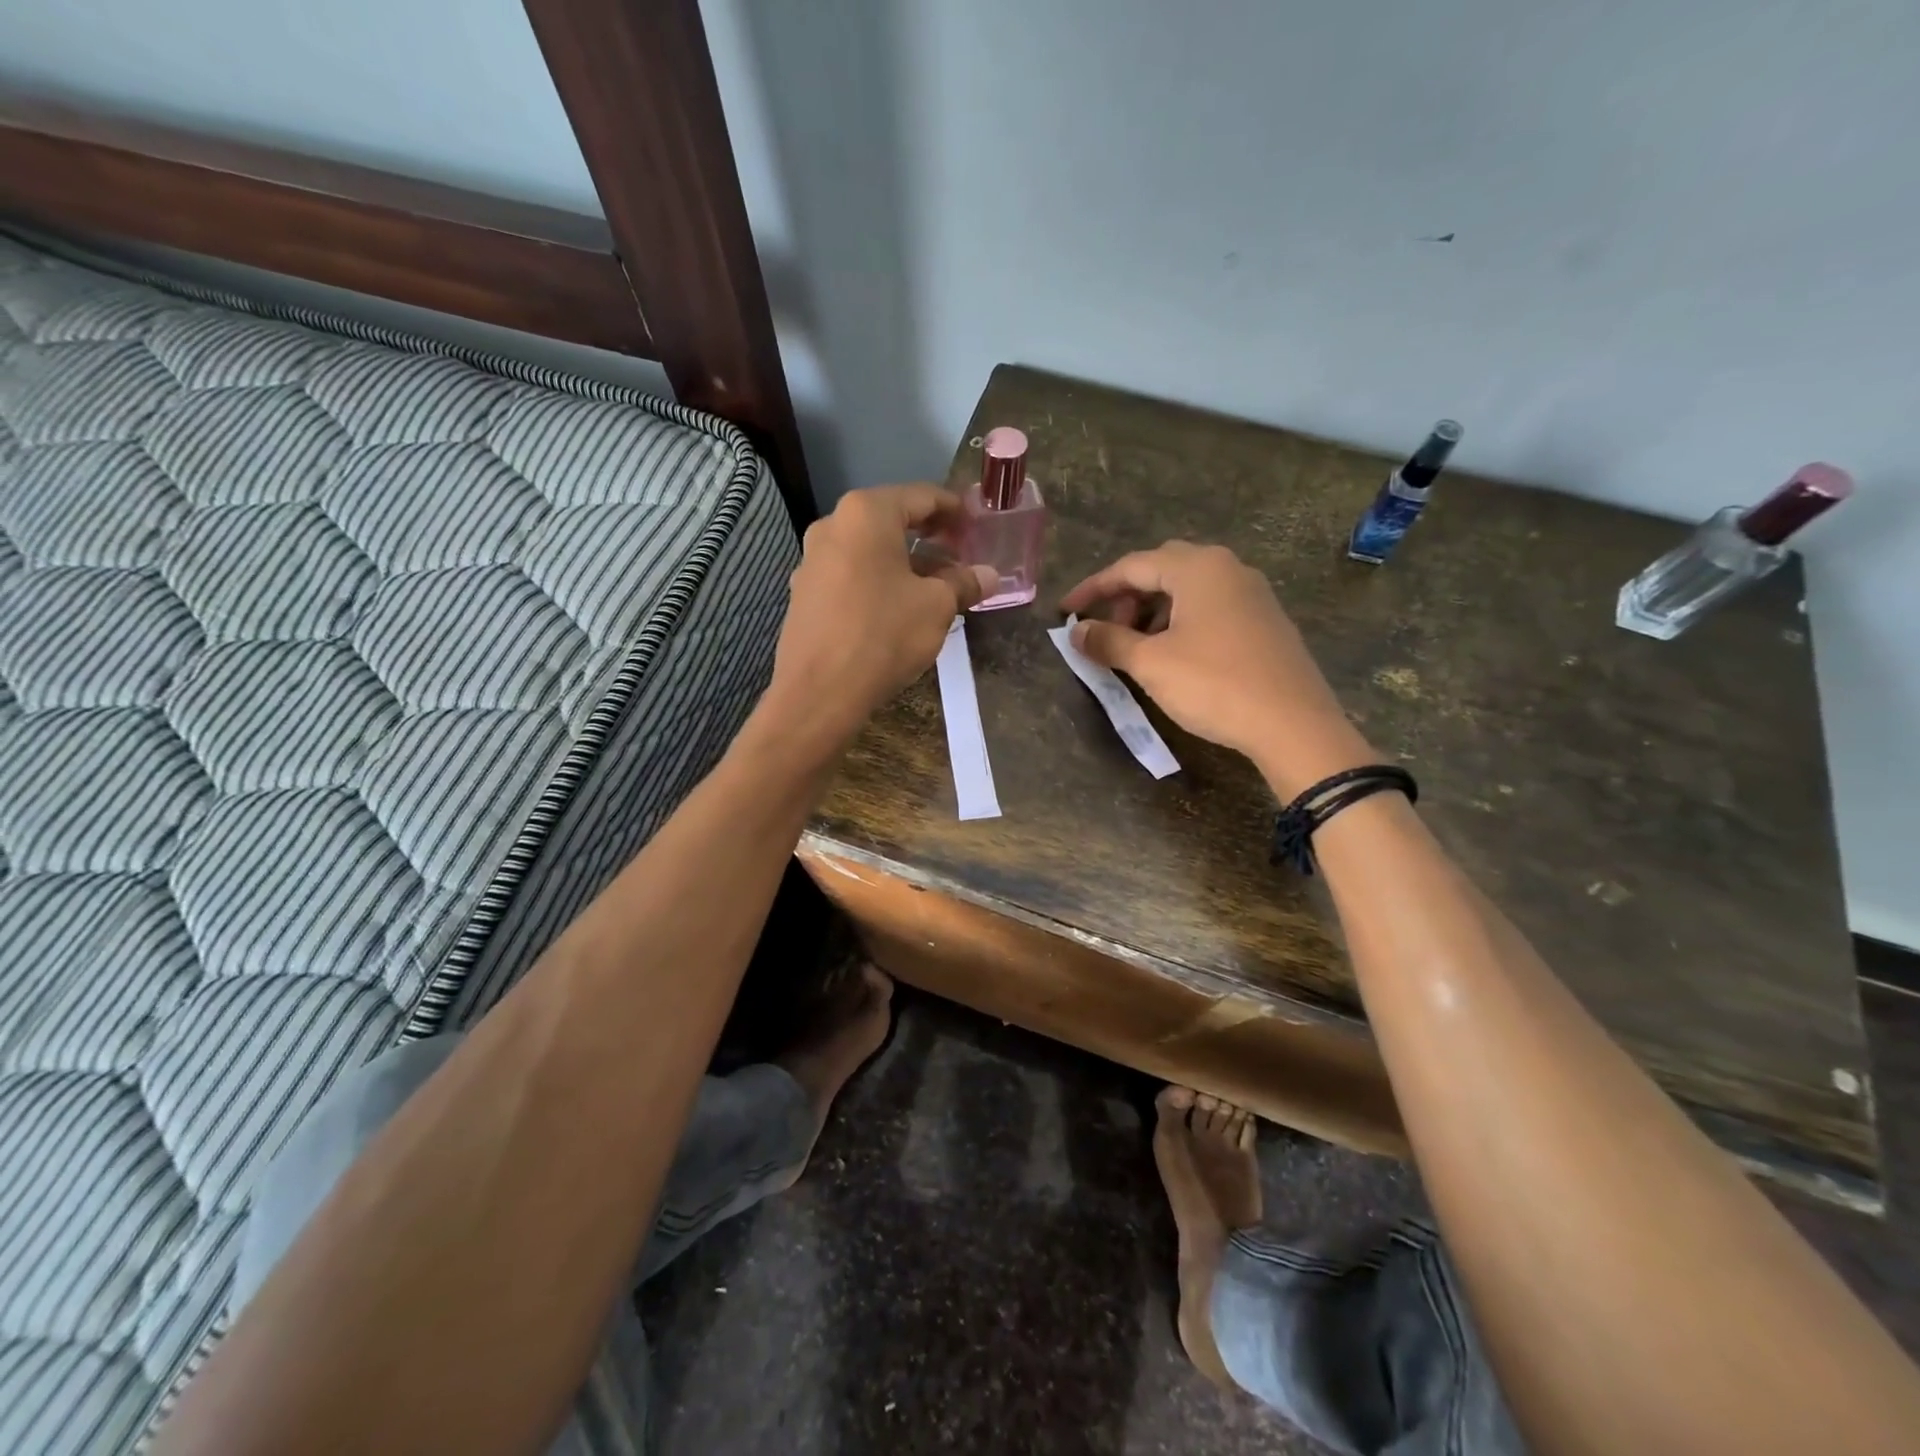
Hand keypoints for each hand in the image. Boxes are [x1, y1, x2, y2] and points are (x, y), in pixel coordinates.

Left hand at [770, 485, 995, 743]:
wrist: (819, 692)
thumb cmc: (883, 635)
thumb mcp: (937, 607)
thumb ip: (964, 583)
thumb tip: (988, 575)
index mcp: (866, 514)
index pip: (921, 497)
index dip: (953, 509)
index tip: (976, 525)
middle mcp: (833, 526)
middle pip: (891, 521)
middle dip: (929, 538)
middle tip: (960, 555)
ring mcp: (812, 560)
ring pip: (870, 550)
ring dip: (905, 563)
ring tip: (936, 586)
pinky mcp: (804, 593)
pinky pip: (851, 575)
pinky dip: (879, 581)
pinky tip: (899, 608)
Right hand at [1060, 541, 1373, 797]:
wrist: (1293, 724)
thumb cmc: (1214, 685)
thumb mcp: (1151, 664)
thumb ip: (1108, 641)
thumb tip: (1076, 631)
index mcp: (1198, 568)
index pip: (1130, 566)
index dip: (1092, 589)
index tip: (1065, 613)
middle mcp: (1227, 568)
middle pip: (1161, 570)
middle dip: (1125, 597)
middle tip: (1105, 630)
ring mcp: (1252, 594)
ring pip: (1188, 590)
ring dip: (1153, 611)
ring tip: (1137, 647)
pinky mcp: (1266, 621)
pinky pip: (1211, 607)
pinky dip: (1181, 622)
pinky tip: (1175, 655)